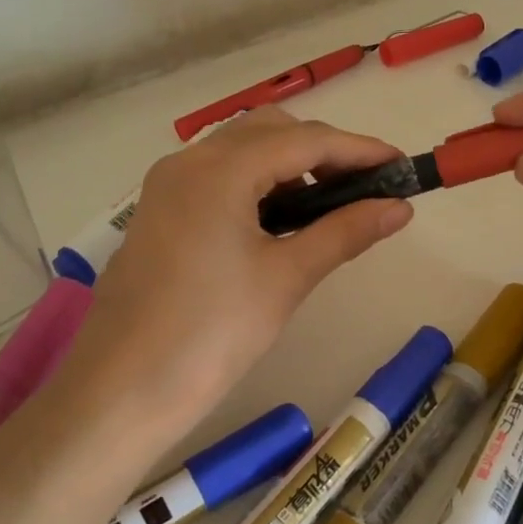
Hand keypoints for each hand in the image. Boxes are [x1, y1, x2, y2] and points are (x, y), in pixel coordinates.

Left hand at [52, 108, 413, 441]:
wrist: (120, 392)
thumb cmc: (211, 334)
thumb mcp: (286, 278)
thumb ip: (345, 232)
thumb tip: (400, 208)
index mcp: (220, 170)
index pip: (305, 140)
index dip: (359, 149)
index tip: (402, 165)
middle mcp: (188, 162)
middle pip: (270, 131)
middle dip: (323, 150)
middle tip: (366, 187)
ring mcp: (168, 185)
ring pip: (242, 151)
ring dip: (290, 165)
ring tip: (329, 207)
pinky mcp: (160, 212)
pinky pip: (218, 177)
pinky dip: (258, 184)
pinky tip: (281, 220)